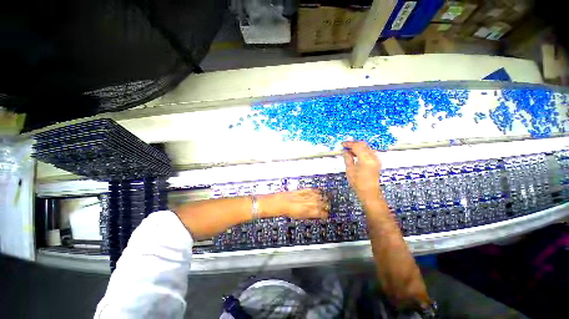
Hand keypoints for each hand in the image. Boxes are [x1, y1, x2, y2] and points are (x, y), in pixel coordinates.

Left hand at [262, 189, 328, 219]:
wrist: (283, 202)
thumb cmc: (290, 211)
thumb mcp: (302, 217)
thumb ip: (311, 215)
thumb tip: (317, 214)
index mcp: (312, 212)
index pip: (323, 213)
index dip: (325, 214)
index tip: (326, 214)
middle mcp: (312, 203)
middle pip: (324, 204)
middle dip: (326, 205)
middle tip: (327, 206)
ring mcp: (309, 196)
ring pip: (321, 196)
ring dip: (323, 198)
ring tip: (325, 198)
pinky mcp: (306, 190)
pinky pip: (314, 190)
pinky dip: (317, 191)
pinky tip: (319, 191)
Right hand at [342, 141, 381, 201]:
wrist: (369, 192)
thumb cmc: (358, 183)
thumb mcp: (350, 170)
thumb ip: (347, 158)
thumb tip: (345, 151)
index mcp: (366, 160)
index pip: (357, 146)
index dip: (349, 144)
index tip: (343, 144)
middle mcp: (373, 158)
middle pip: (363, 144)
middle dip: (353, 143)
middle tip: (345, 146)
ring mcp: (376, 159)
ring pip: (366, 147)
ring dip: (358, 146)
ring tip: (349, 150)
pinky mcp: (377, 161)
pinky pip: (369, 151)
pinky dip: (362, 150)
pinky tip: (356, 153)